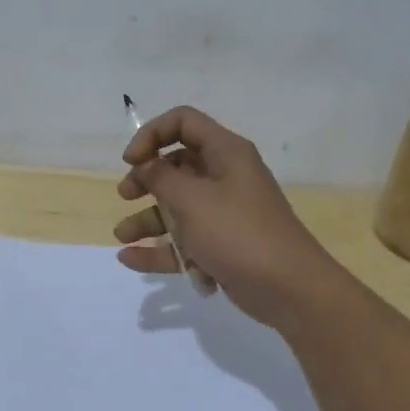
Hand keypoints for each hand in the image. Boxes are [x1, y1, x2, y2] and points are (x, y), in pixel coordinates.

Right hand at [114, 106, 343, 326]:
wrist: (288, 288)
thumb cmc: (238, 233)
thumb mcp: (192, 200)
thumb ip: (161, 178)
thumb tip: (144, 165)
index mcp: (226, 153)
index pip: (184, 122)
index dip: (152, 134)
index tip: (131, 161)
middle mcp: (226, 177)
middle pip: (177, 165)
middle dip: (146, 179)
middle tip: (126, 194)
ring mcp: (224, 213)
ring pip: (178, 207)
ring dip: (148, 219)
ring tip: (121, 236)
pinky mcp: (222, 246)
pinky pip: (184, 241)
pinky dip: (160, 248)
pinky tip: (130, 260)